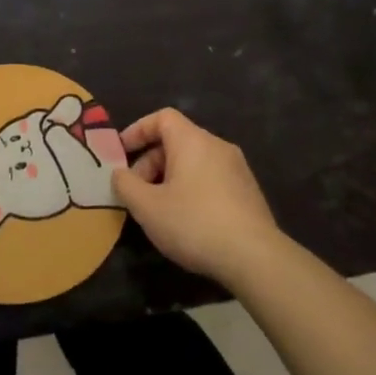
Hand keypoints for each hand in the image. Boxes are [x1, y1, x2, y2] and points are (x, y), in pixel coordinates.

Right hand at [111, 109, 283, 289]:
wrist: (255, 257)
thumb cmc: (194, 223)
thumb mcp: (147, 207)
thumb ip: (126, 184)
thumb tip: (120, 173)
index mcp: (193, 141)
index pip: (162, 118)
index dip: (138, 130)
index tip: (121, 152)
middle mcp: (217, 146)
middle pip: (177, 141)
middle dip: (150, 162)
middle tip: (137, 192)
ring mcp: (237, 169)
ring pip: (194, 162)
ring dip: (170, 178)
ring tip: (158, 209)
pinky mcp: (248, 192)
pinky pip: (211, 178)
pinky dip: (191, 189)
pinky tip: (186, 220)